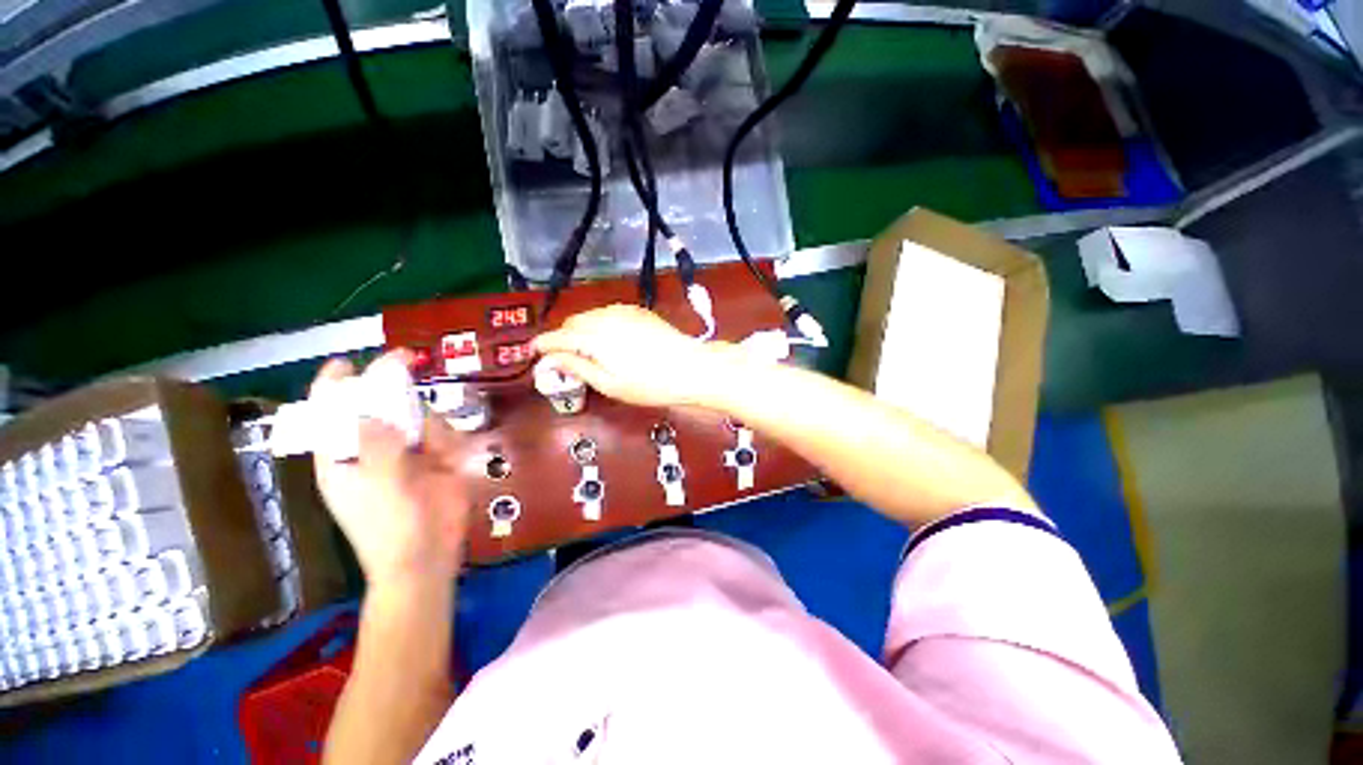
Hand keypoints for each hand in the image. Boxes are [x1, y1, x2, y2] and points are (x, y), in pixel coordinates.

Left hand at [310, 354, 471, 590]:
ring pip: (415, 418)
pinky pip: (441, 435)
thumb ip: (376, 445)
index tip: (348, 361)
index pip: (329, 414)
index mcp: (342, 457)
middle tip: (407, 366)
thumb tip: (371, 409)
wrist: (429, 555)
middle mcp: (372, 449)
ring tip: (436, 451)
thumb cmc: (391, 526)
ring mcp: (406, 455)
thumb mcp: (379, 485)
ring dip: (426, 424)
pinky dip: (447, 439)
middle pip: (377, 408)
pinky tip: (450, 458)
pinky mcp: (436, 461)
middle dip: (392, 393)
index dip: (334, 386)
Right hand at [533, 305, 738, 407]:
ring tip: (584, 352)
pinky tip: (606, 341)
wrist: (691, 368)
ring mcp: (623, 311)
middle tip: (561, 358)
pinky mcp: (637, 311)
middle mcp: (606, 318)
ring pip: (589, 317)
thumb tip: (551, 360)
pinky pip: (607, 314)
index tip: (534, 353)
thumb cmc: (651, 384)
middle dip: (562, 338)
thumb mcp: (610, 384)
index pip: (557, 337)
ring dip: (580, 331)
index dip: (542, 345)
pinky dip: (598, 325)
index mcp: (595, 338)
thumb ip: (578, 367)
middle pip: (572, 323)